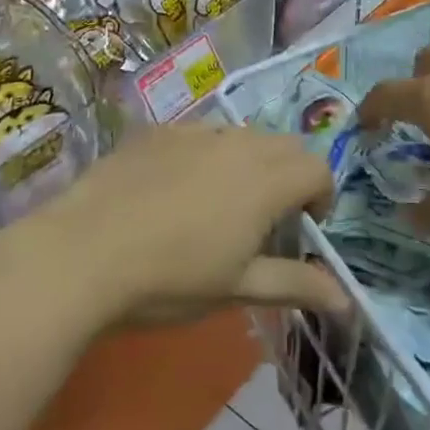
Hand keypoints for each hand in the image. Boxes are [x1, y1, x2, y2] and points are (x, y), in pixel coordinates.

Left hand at [42, 125, 346, 324]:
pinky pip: (200, 132)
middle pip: (285, 145)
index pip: (317, 168)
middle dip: (290, 176)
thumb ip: (295, 285)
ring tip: (221, 203)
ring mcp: (194, 130)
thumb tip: (345, 299)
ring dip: (250, 162)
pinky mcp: (158, 130)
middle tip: (267, 219)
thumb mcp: (237, 289)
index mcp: (265, 180)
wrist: (83, 251)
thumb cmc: (170, 279)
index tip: (302, 229)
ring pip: (242, 135)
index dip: (321, 197)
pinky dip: (208, 153)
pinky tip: (175, 188)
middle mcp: (237, 143)